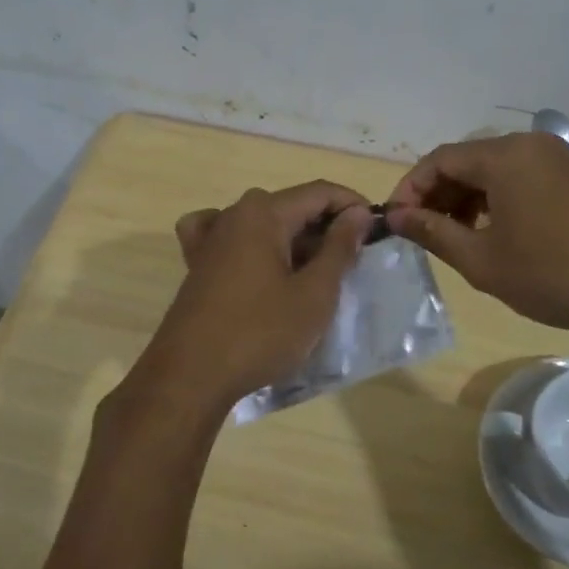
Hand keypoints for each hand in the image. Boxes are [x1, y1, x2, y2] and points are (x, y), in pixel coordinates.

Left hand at [119, 180, 371, 425]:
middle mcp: (234, 214)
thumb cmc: (261, 333)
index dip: (352, 205)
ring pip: (263, 223)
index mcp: (263, 213)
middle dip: (326, 226)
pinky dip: (251, 242)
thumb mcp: (314, 293)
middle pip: (291, 206)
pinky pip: (229, 237)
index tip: (377, 230)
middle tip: (353, 259)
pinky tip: (257, 258)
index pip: (319, 192)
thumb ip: (339, 248)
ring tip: (317, 270)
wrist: (191, 376)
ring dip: (294, 239)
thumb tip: (357, 213)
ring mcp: (210, 238)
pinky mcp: (197, 264)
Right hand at [385, 133, 568, 339]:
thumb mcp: (482, 260)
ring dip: (473, 196)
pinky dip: (507, 197)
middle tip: (425, 231)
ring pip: (503, 168)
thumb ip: (433, 232)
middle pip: (472, 159)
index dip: (411, 188)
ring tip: (462, 235)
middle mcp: (535, 144)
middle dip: (441, 193)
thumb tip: (395, 217)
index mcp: (506, 156)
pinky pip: (533, 177)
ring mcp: (567, 157)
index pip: (440, 159)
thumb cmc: (553, 276)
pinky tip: (508, 232)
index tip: (396, 221)